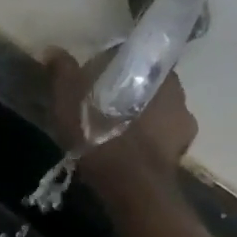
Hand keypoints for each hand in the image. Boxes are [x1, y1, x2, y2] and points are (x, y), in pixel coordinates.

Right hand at [46, 47, 197, 186]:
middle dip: (130, 95)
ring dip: (140, 121)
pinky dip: (145, 145)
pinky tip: (125, 154)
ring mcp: (183, 128)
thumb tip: (52, 50)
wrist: (130, 186)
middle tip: (103, 107)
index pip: (140, 59)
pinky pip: (159, 142)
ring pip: (158, 116)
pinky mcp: (179, 157)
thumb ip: (64, 72)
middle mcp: (178, 95)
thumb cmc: (102, 134)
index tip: (98, 78)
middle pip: (150, 88)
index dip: (118, 67)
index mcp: (157, 73)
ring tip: (113, 133)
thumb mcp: (70, 99)